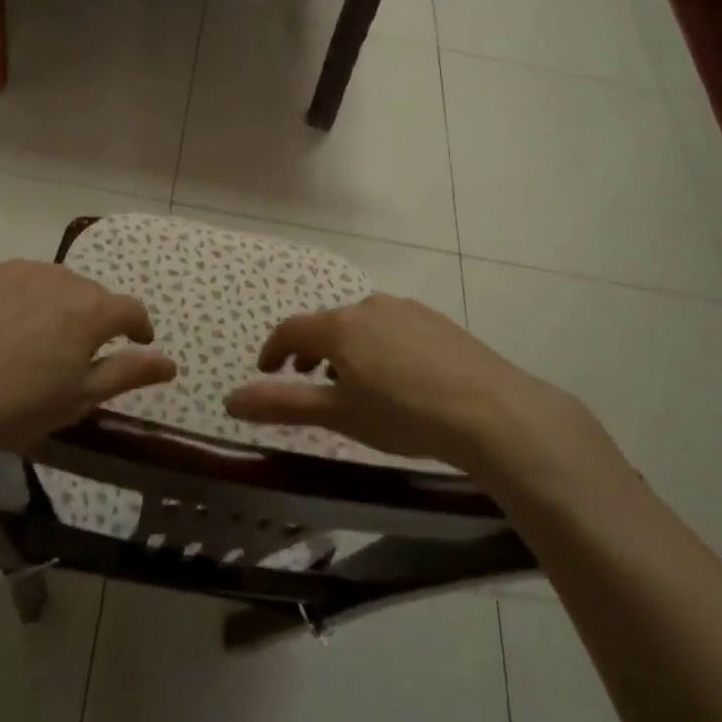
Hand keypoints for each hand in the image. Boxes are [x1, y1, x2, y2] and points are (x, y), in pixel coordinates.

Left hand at [0, 261, 175, 459]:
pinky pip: (19, 281)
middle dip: (94, 320)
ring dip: (58, 306)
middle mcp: (62, 279)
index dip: (139, 328)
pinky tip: (1, 329)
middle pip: (92, 295)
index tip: (137, 343)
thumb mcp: (78, 400)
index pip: (131, 310)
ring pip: (55, 284)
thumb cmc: (14, 406)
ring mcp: (20, 271)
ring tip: (36, 340)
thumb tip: (170, 362)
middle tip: (75, 354)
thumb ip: (128, 374)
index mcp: (91, 311)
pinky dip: (22, 299)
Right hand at [224, 294, 608, 481]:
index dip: (272, 351)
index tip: (266, 372)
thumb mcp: (339, 416)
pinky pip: (392, 327)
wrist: (492, 411)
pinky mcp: (436, 320)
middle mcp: (369, 306)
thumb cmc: (404, 416)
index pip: (291, 330)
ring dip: (345, 349)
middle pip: (326, 325)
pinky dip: (378, 346)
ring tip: (353, 385)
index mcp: (340, 327)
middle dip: (310, 352)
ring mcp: (406, 309)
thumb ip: (283, 404)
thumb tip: (229, 400)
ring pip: (361, 325)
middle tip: (308, 382)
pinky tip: (397, 377)